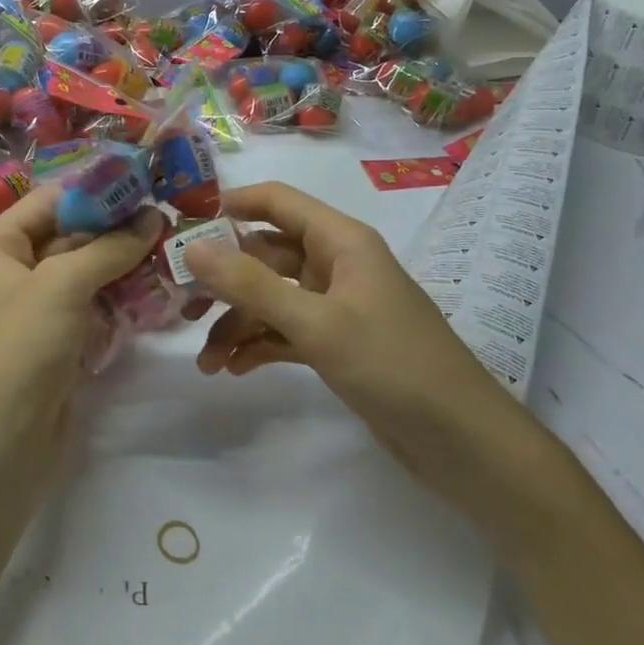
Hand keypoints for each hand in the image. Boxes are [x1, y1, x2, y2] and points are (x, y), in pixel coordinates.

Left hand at [0, 186, 164, 472]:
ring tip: (167, 249)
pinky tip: (153, 290)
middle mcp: (7, 272)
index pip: (47, 202)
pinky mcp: (52, 341)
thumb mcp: (63, 285)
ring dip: (120, 263)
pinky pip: (87, 306)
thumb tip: (153, 217)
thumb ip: (109, 247)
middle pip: (66, 236)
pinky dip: (115, 297)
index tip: (142, 185)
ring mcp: (31, 310)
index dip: (92, 192)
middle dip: (113, 229)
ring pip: (81, 273)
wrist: (2, 443)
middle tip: (164, 219)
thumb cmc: (22, 347)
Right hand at [183, 182, 549, 529]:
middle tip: (180, 305)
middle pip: (266, 254)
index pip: (277, 201)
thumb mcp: (316, 322)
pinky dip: (259, 345)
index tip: (182, 223)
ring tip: (206, 361)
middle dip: (224, 278)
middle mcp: (337, 265)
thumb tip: (191, 247)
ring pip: (271, 298)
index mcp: (340, 241)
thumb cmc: (393, 365)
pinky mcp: (338, 345)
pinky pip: (285, 332)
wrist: (463, 443)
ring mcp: (337, 306)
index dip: (230, 205)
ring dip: (237, 323)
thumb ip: (250, 284)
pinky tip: (233, 368)